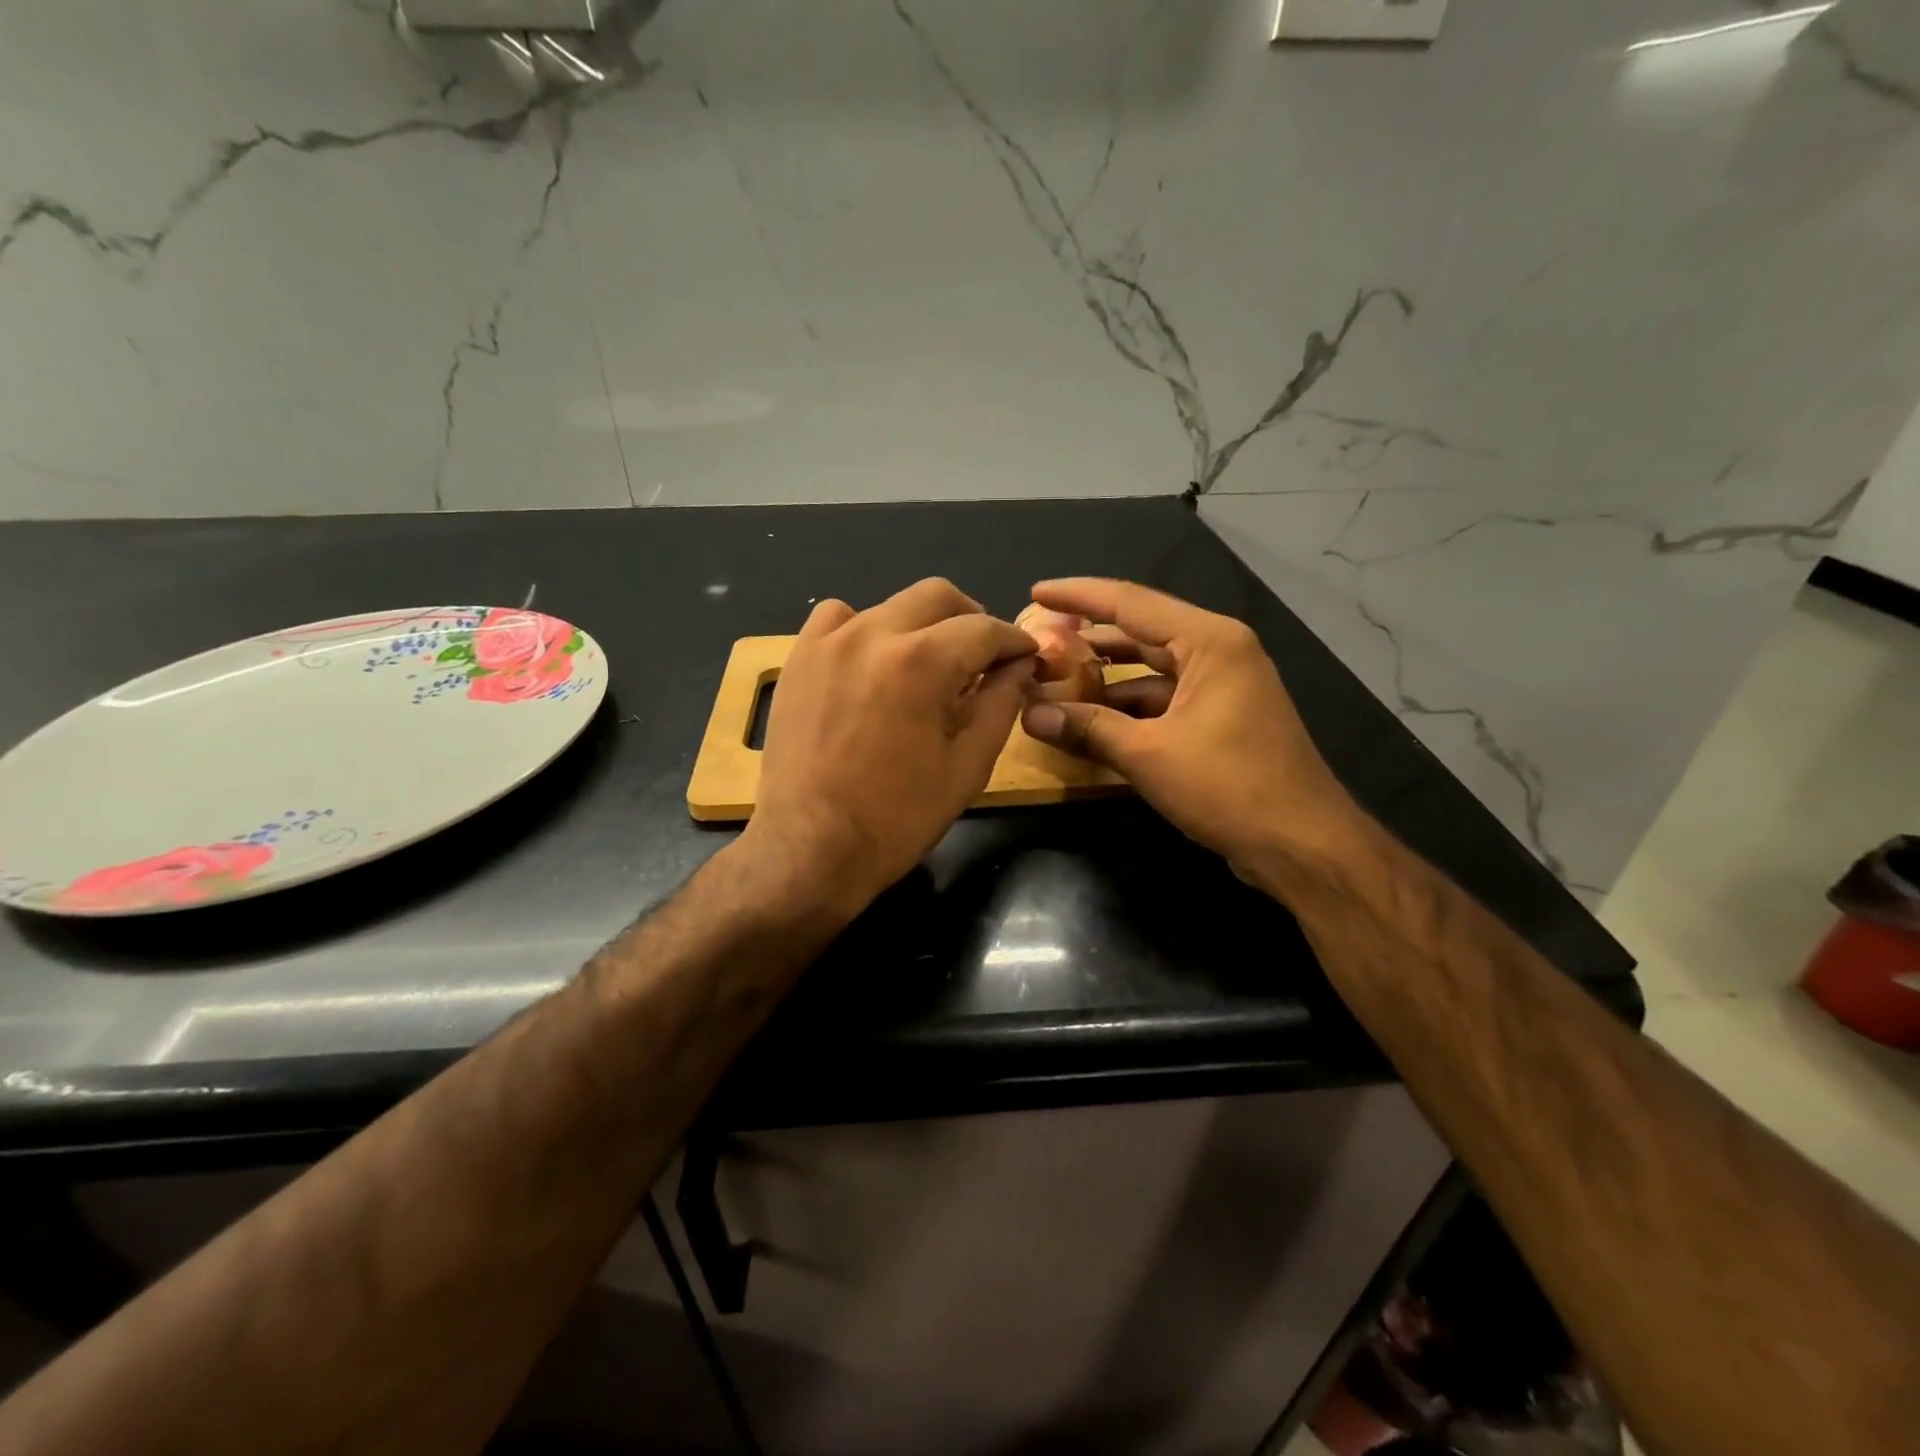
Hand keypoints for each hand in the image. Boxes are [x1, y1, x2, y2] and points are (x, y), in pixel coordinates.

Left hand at [746, 578, 1036, 917]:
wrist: (811, 848)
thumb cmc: (898, 817)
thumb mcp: (968, 766)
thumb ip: (1000, 704)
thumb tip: (1019, 667)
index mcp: (922, 662)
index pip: (984, 629)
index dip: (1014, 641)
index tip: (1027, 656)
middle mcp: (873, 634)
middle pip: (937, 596)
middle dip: (971, 619)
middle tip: (983, 656)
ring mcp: (829, 642)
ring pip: (890, 605)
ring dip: (920, 625)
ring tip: (928, 664)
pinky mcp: (799, 658)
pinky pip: (838, 619)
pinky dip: (865, 629)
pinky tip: (872, 664)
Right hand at [1019, 578, 1360, 875]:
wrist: (1302, 843)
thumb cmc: (1229, 786)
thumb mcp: (1148, 754)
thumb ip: (1087, 728)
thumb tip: (1029, 714)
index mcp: (1209, 642)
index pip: (1130, 603)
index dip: (1079, 596)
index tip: (1037, 591)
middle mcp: (1219, 652)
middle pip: (1142, 631)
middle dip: (1090, 638)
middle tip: (1040, 640)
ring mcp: (1224, 686)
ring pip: (1152, 669)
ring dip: (1107, 677)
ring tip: (1055, 680)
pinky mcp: (1222, 718)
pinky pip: (1165, 698)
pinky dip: (1129, 707)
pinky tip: (1093, 720)